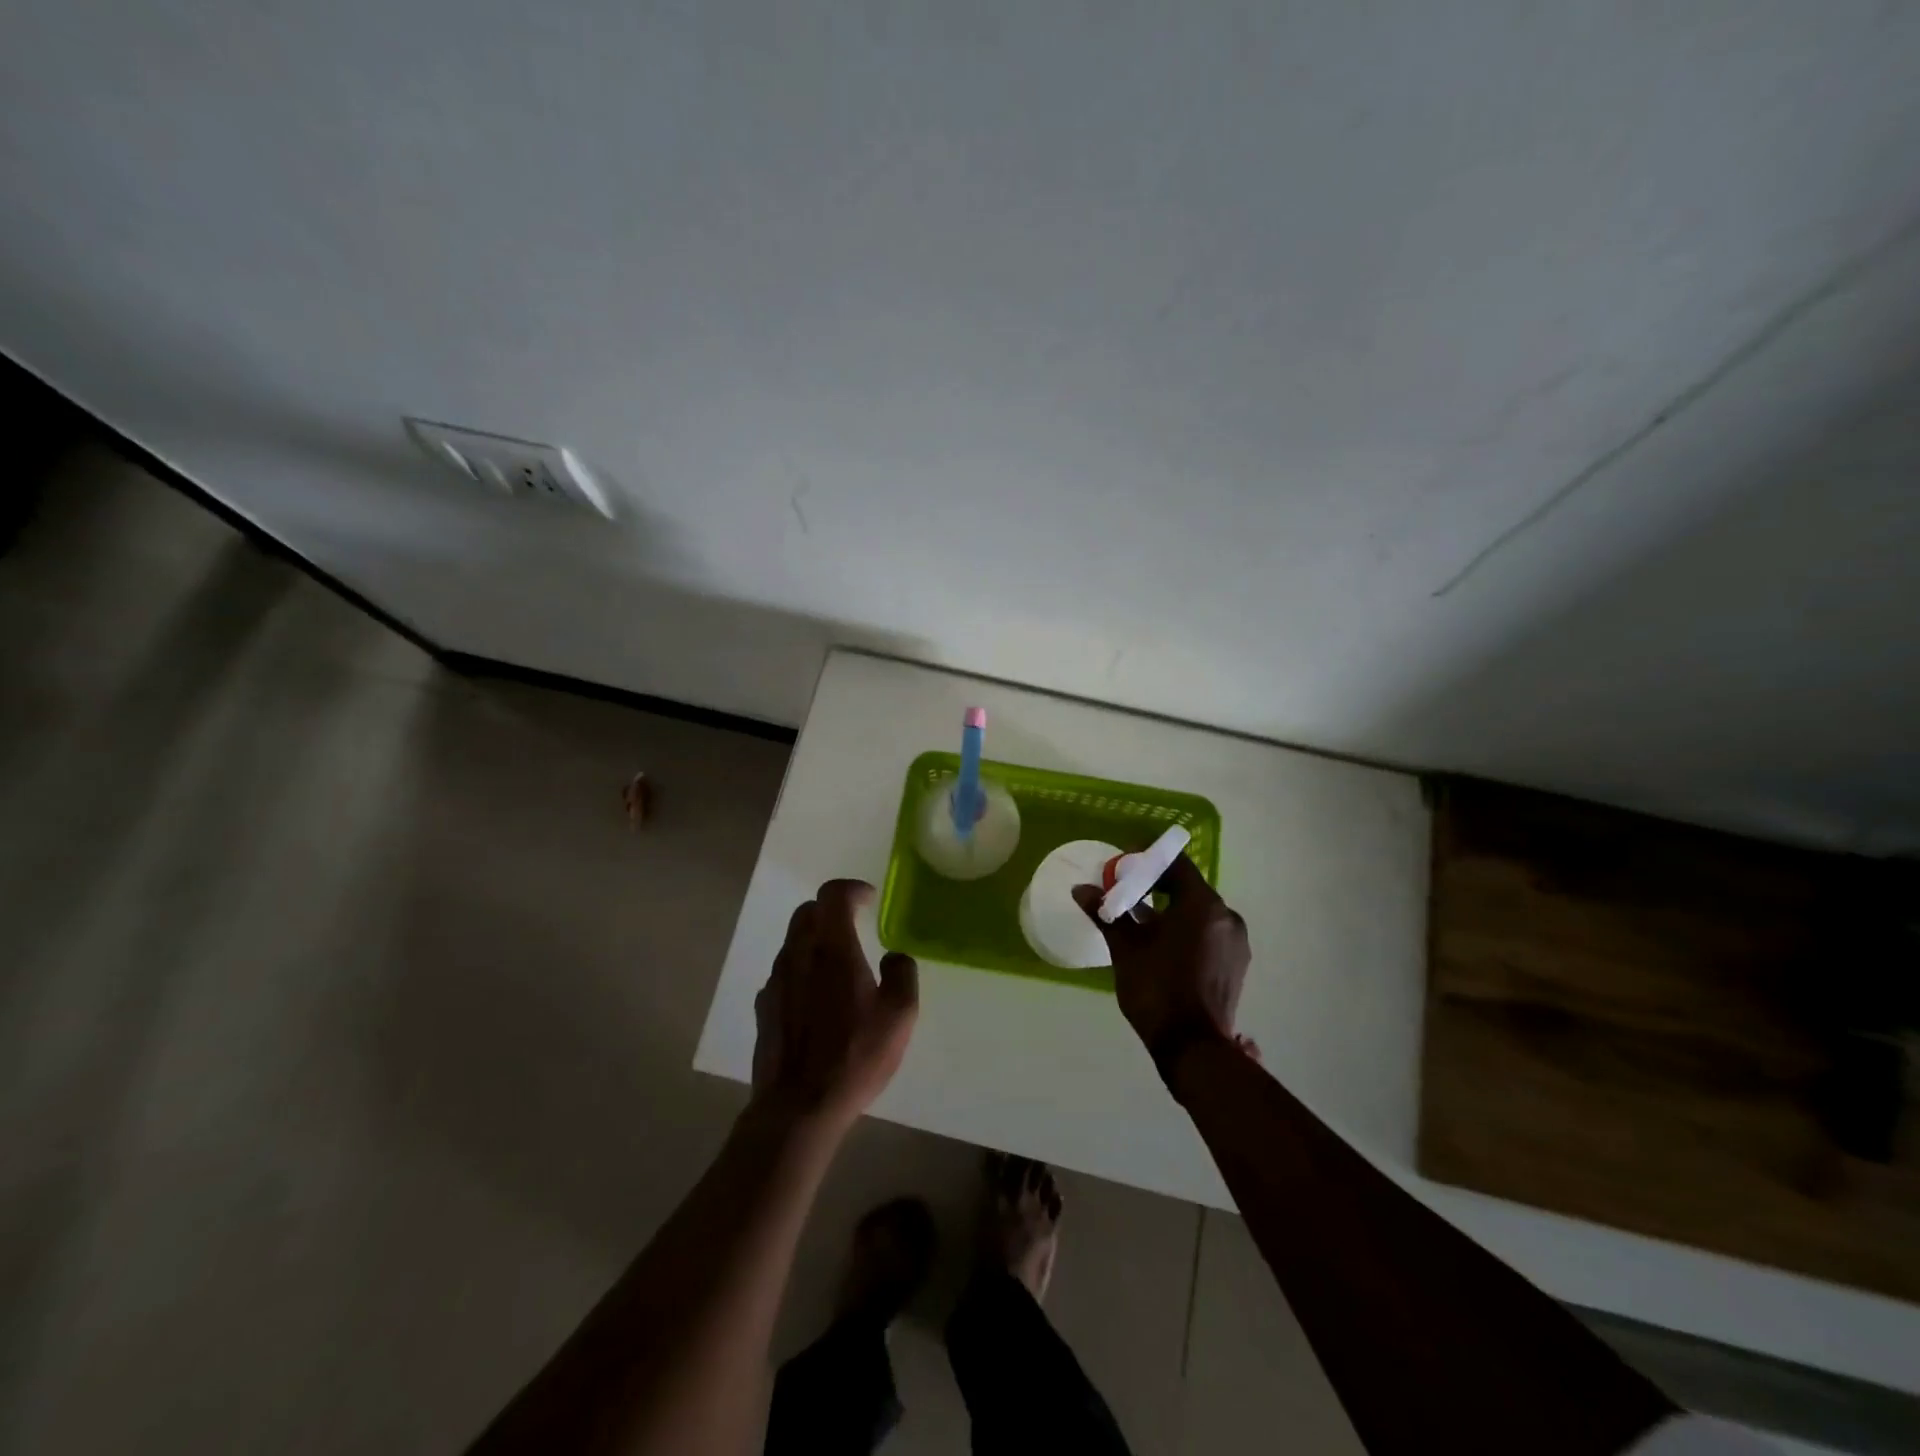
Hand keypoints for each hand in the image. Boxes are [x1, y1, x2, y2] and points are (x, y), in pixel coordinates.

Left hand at [751, 879, 918, 1131]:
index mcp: (832, 948)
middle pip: (807, 912)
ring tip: (839, 965)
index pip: (832, 894)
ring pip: (793, 942)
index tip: (869, 899)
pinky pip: (784, 973)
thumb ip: (902, 974)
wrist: (798, 1107)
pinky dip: (802, 969)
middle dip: (831, 910)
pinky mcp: (764, 1008)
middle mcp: (798, 955)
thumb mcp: (900, 1015)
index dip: (852, 889)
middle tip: (854, 925)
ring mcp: (775, 982)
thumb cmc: (854, 1056)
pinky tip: (817, 999)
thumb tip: (893, 956)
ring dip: (815, 940)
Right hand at [1073, 856, 1250, 1078]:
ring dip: (1169, 909)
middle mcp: (1226, 916)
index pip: (1176, 864)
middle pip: (1187, 886)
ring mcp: (1235, 941)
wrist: (1192, 1047)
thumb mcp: (1125, 948)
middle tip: (1125, 893)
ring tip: (1138, 921)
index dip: (1147, 859)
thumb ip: (1106, 913)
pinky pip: (1207, 932)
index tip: (1122, 866)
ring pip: (1198, 911)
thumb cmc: (1156, 989)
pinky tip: (1161, 945)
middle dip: (1155, 885)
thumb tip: (1081, 890)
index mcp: (1202, 904)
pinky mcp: (1235, 963)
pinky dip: (1185, 929)